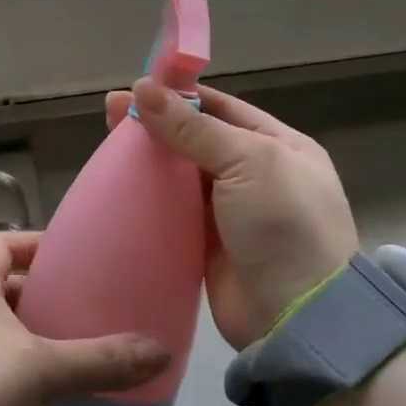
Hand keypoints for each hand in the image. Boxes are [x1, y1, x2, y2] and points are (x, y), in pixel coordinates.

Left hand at [0, 231, 169, 405]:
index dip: (33, 243)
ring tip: (73, 348)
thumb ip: (101, 360)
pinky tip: (46, 394)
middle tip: (82, 305)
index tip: (70, 255)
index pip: (0, 244)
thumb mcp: (43, 369)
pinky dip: (16, 371)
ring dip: (30, 336)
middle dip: (40, 294)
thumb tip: (159, 351)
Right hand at [104, 80, 359, 349]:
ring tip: (108, 147)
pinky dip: (150, 198)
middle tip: (110, 115)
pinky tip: (121, 187)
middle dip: (157, 124)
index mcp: (279, 145)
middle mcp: (256, 173)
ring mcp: (232, 211)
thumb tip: (143, 88)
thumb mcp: (247, 162)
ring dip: (150, 160)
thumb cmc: (283, 224)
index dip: (180, 95)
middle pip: (197, 138)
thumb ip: (193, 127)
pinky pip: (174, 211)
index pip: (222, 107)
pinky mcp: (208, 244)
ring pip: (182, 175)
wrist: (297, 317)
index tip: (137, 88)